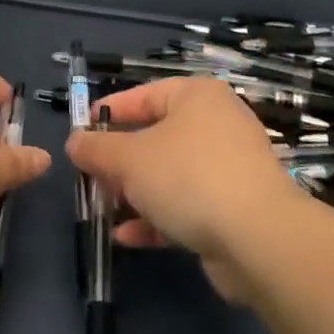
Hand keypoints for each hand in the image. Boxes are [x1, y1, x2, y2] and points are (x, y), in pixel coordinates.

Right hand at [67, 77, 307, 300]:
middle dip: (120, 161)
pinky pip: (187, 204)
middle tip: (91, 178)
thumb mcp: (129, 159)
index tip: (81, 133)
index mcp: (196, 96)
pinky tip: (128, 237)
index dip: (108, 113)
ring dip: (135, 193)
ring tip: (104, 210)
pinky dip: (158, 217)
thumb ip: (96, 149)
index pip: (143, 95)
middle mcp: (216, 123)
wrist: (259, 238)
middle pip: (156, 136)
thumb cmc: (188, 178)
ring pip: (170, 174)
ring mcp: (229, 166)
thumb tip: (74, 142)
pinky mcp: (234, 206)